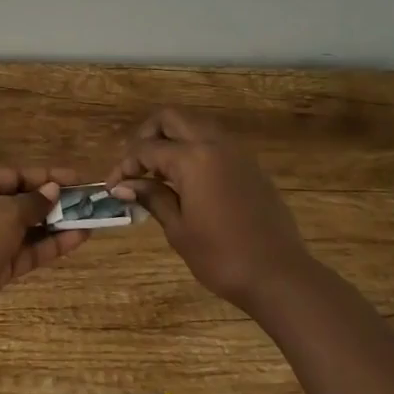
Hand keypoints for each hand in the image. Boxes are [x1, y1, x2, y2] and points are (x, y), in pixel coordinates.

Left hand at [0, 168, 88, 342]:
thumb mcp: (4, 214)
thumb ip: (32, 203)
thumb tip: (52, 190)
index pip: (14, 175)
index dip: (45, 176)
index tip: (77, 178)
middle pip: (21, 201)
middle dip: (53, 202)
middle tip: (87, 202)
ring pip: (26, 229)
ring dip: (56, 225)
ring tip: (90, 221)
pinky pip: (26, 252)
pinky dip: (49, 246)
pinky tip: (77, 240)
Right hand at [107, 110, 311, 312]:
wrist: (279, 275)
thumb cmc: (221, 257)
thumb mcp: (178, 229)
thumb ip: (152, 197)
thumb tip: (124, 185)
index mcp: (193, 158)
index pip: (147, 149)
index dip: (125, 165)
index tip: (113, 186)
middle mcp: (214, 144)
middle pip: (171, 118)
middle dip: (147, 135)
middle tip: (135, 164)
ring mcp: (236, 152)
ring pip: (195, 125)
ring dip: (172, 138)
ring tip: (158, 171)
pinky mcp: (249, 165)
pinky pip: (214, 141)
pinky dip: (194, 148)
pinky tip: (186, 179)